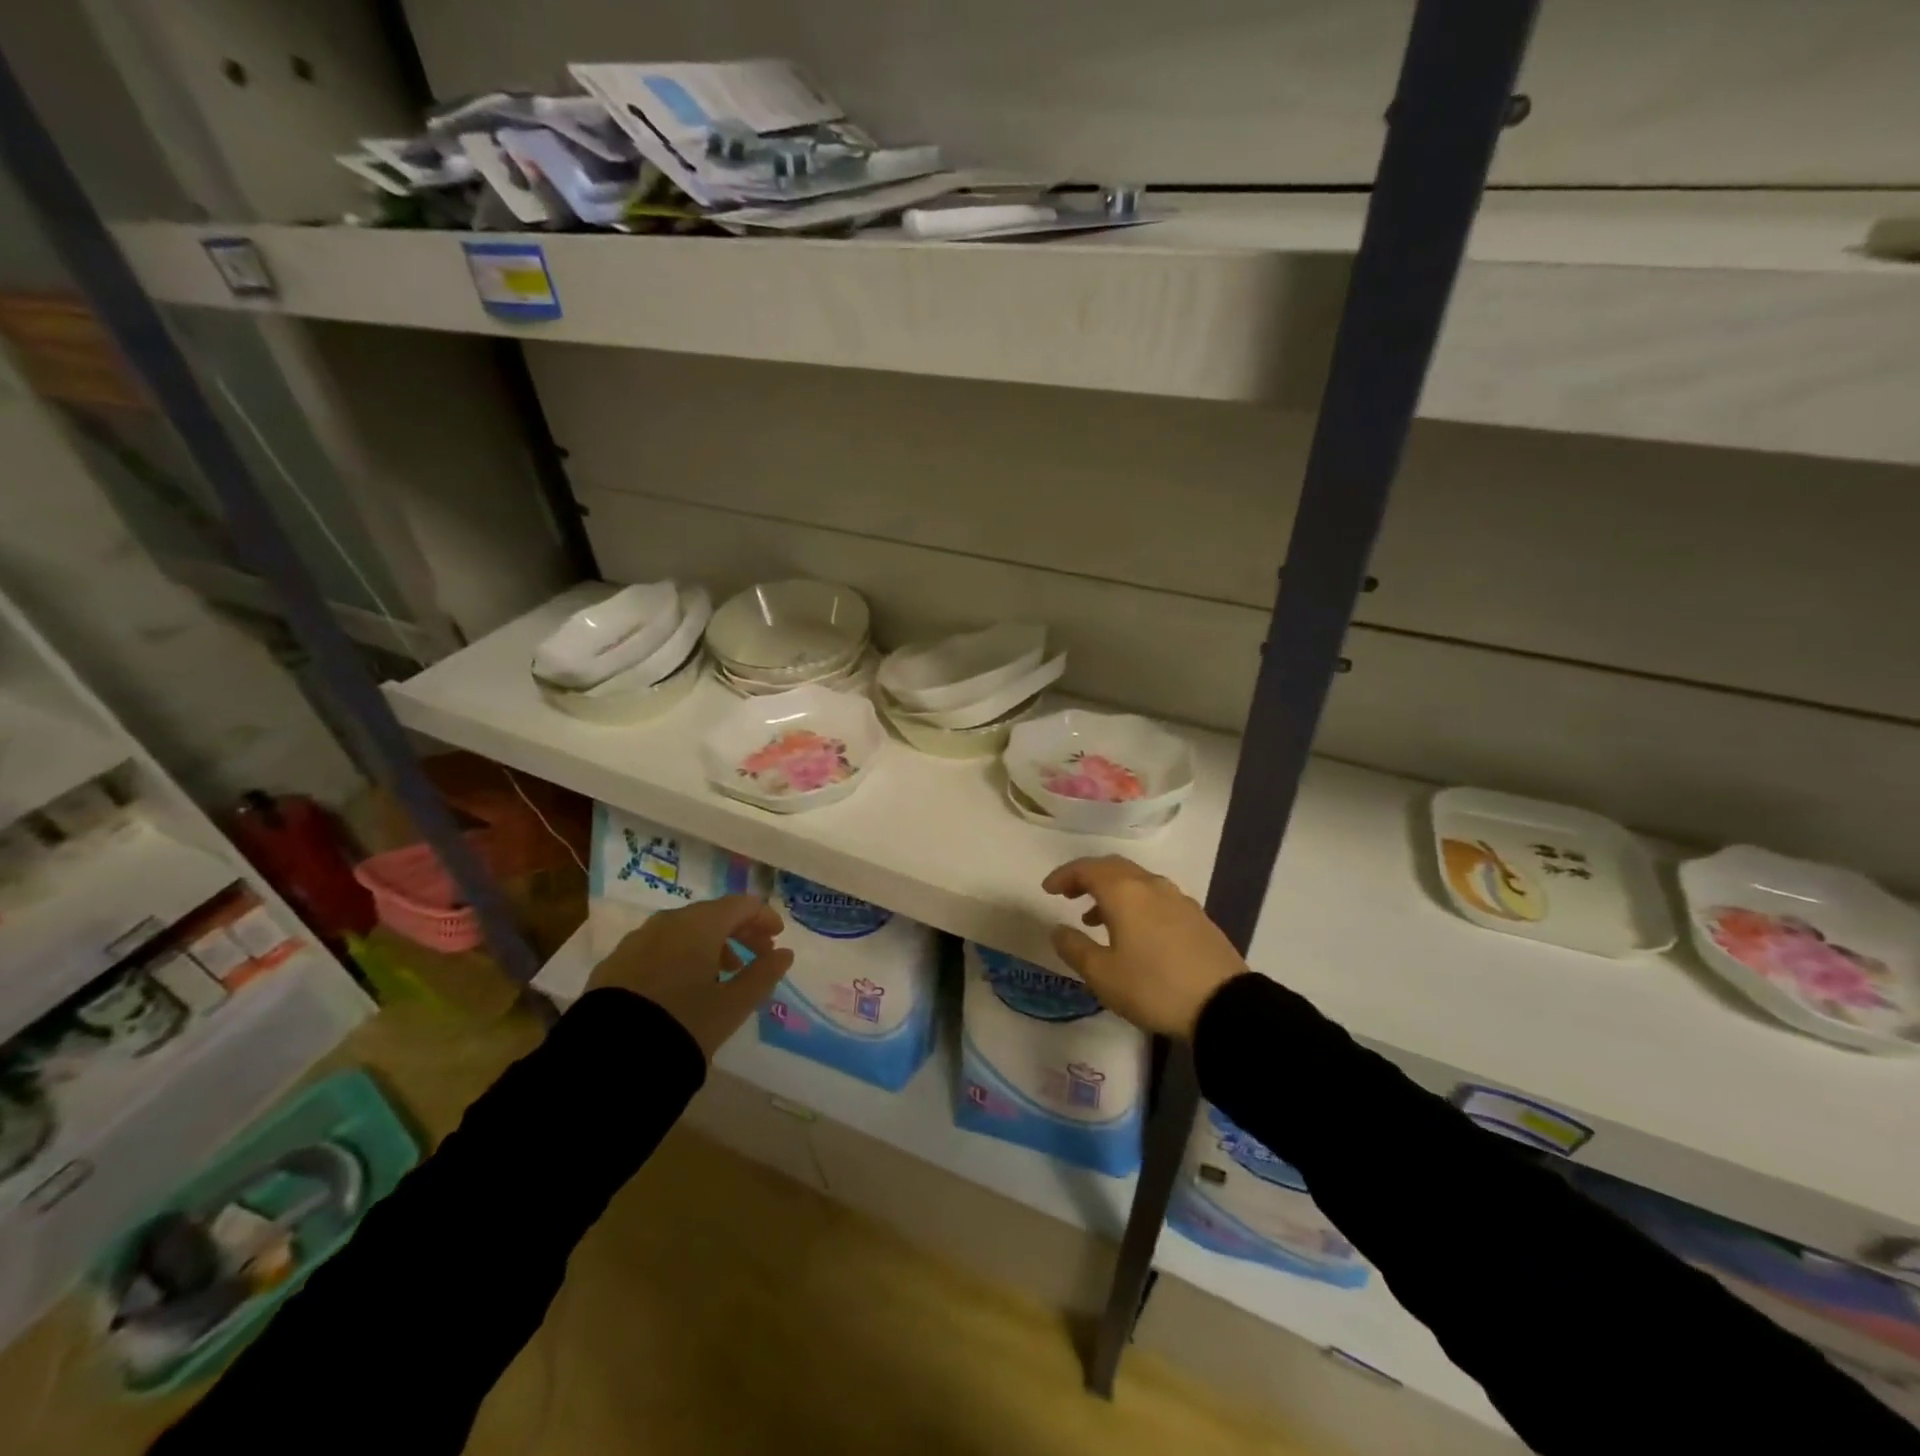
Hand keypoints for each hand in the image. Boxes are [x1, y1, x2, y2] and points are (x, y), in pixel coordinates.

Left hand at [585, 895, 794, 1057]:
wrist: (610, 1058)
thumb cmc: (684, 1023)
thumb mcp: (733, 1005)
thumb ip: (764, 974)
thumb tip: (784, 953)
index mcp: (700, 924)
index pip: (741, 905)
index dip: (763, 917)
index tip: (777, 938)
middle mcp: (667, 922)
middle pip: (711, 914)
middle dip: (738, 932)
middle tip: (756, 956)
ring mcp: (637, 940)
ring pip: (682, 931)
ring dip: (708, 945)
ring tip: (721, 976)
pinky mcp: (614, 963)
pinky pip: (657, 948)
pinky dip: (678, 956)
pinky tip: (681, 986)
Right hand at [1042, 856, 1247, 1038]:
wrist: (1223, 1005)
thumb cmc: (1153, 987)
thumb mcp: (1102, 975)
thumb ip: (1074, 948)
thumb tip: (1058, 929)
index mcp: (1124, 892)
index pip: (1087, 869)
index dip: (1064, 876)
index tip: (1048, 890)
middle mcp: (1151, 885)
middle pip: (1113, 868)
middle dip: (1087, 877)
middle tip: (1069, 894)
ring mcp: (1178, 899)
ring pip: (1136, 882)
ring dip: (1112, 891)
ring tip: (1095, 919)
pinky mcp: (1196, 917)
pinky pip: (1155, 896)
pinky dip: (1135, 903)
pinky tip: (1133, 931)